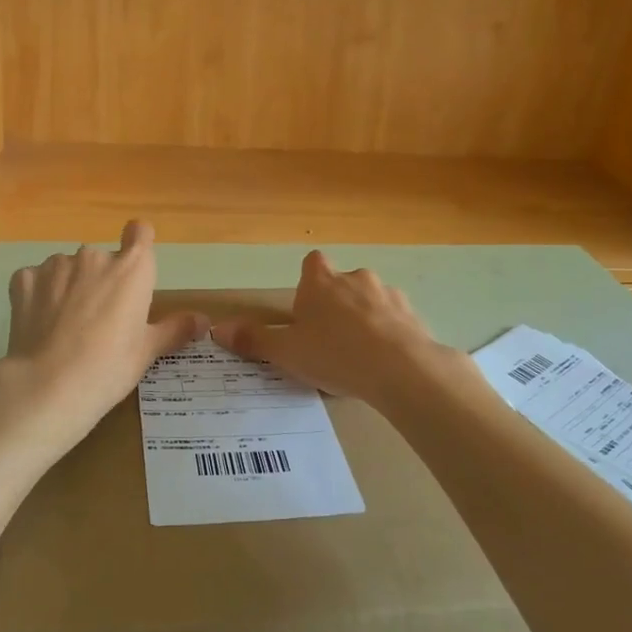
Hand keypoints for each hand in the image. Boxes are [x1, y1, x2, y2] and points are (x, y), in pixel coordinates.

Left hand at [0, 221, 206, 454]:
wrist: (49, 385)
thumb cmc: (109, 367)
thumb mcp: (147, 351)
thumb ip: (175, 329)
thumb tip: (204, 320)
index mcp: (132, 269)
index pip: (140, 232)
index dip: (138, 242)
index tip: (133, 265)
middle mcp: (95, 257)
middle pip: (102, 259)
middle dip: (100, 280)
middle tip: (97, 319)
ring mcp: (56, 265)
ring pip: (67, 268)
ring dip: (68, 286)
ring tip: (64, 325)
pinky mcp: (24, 280)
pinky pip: (35, 279)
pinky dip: (38, 295)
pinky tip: (38, 323)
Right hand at [210, 251, 464, 410]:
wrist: (401, 369)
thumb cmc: (335, 354)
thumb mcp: (287, 352)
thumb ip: (254, 340)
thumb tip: (218, 329)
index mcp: (321, 281)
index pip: (313, 263)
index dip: (309, 282)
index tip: (306, 309)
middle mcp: (355, 278)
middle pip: (342, 282)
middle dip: (337, 304)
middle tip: (329, 340)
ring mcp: (388, 294)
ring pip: (371, 300)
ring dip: (365, 318)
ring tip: (360, 356)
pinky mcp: (413, 314)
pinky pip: (395, 320)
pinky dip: (389, 333)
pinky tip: (385, 363)